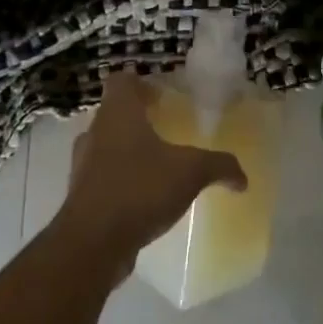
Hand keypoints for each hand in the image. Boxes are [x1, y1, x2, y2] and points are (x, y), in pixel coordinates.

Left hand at [55, 71, 245, 272]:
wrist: (92, 243)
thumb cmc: (140, 189)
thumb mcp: (191, 172)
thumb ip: (219, 166)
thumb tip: (242, 178)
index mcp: (118, 113)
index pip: (122, 81)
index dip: (142, 84)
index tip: (163, 98)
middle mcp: (95, 132)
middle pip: (115, 113)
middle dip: (139, 119)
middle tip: (167, 130)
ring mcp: (83, 165)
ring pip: (106, 145)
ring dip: (128, 151)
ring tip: (158, 166)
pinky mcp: (80, 195)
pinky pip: (103, 177)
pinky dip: (121, 180)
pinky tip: (144, 198)